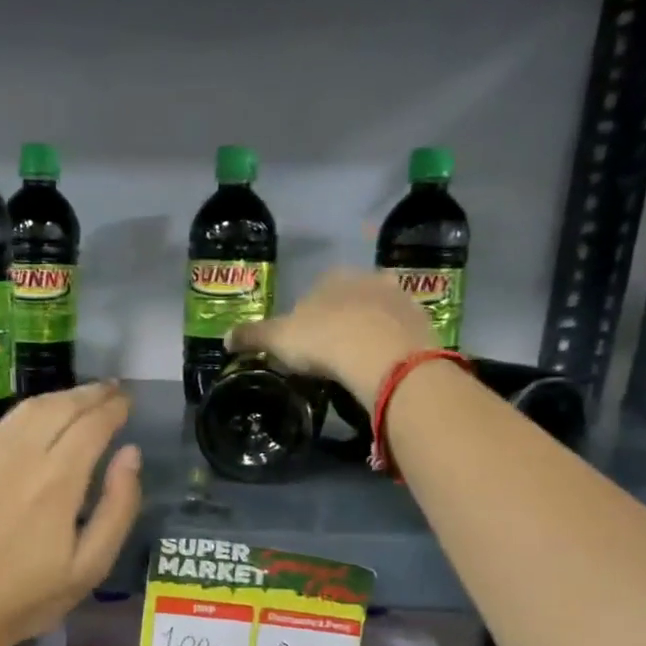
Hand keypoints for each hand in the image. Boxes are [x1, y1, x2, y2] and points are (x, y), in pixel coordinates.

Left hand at [0, 383, 142, 645]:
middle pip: (60, 406)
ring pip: (26, 410)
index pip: (92, 424)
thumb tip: (131, 455)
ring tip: (77, 401)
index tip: (126, 402)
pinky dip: (24, 418)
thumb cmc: (25, 599)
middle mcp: (19, 454)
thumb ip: (118, 507)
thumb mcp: (89, 567)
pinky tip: (31, 428)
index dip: (113, 408)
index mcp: (57, 479)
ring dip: (57, 399)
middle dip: (89, 394)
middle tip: (109, 391)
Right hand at [227, 269, 440, 404]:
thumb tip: (225, 338)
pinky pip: (398, 334)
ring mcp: (399, 297)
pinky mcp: (421, 321)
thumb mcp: (277, 340)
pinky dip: (389, 347)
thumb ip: (251, 336)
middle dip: (339, 322)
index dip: (305, 320)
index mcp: (331, 277)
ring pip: (376, 314)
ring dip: (366, 332)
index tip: (302, 346)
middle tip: (329, 356)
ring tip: (355, 364)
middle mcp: (367, 277)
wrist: (383, 355)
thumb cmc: (324, 340)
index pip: (313, 294)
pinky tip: (380, 367)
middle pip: (347, 300)